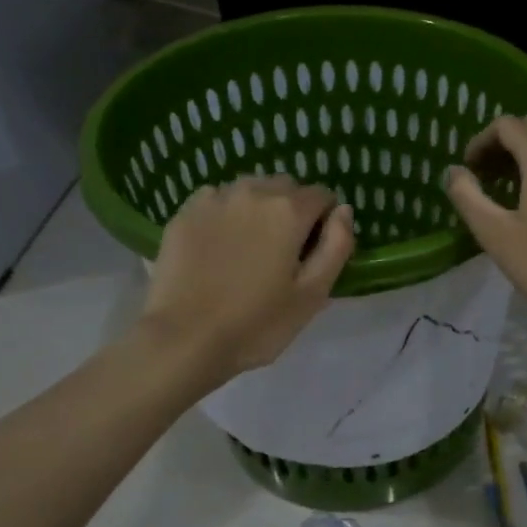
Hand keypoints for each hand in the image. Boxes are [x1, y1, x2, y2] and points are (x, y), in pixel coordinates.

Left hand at [139, 176, 353, 380]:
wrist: (183, 340)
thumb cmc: (256, 324)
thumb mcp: (312, 295)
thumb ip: (337, 246)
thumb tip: (343, 211)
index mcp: (288, 210)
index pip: (322, 195)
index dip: (325, 221)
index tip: (314, 252)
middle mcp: (252, 192)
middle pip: (285, 186)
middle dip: (292, 209)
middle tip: (283, 252)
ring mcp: (213, 199)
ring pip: (249, 189)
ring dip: (258, 208)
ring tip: (250, 247)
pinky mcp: (184, 213)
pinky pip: (216, 200)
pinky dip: (225, 214)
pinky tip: (219, 246)